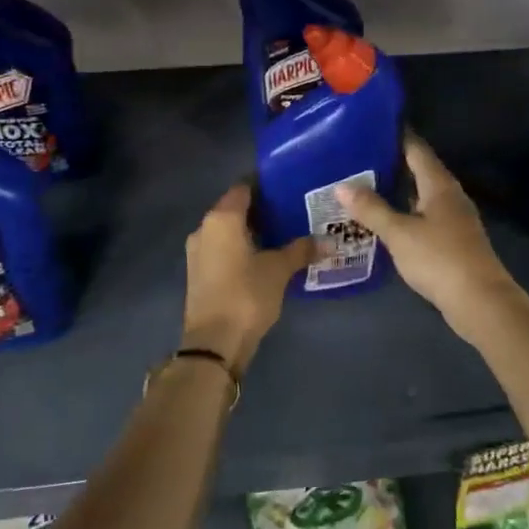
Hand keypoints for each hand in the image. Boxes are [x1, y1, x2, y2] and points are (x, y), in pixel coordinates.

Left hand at [182, 182, 314, 373]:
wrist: (214, 344)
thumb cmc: (246, 295)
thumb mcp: (279, 269)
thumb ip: (302, 250)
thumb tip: (329, 241)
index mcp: (222, 218)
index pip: (244, 187)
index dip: (265, 184)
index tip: (289, 185)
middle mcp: (205, 228)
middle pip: (235, 208)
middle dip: (262, 208)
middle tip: (293, 209)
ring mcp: (198, 252)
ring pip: (228, 230)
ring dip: (252, 230)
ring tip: (284, 232)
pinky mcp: (199, 273)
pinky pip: (223, 248)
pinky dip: (242, 247)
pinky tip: (265, 256)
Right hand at [337, 135, 521, 338]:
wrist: (480, 301)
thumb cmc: (439, 259)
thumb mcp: (399, 233)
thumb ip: (371, 209)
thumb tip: (341, 186)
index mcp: (439, 184)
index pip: (416, 148)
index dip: (396, 136)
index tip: (370, 127)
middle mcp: (449, 195)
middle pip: (419, 170)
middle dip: (392, 163)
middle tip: (358, 157)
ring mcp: (454, 218)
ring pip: (422, 194)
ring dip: (398, 190)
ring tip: (365, 186)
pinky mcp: (453, 240)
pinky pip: (425, 215)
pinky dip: (405, 212)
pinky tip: (386, 220)